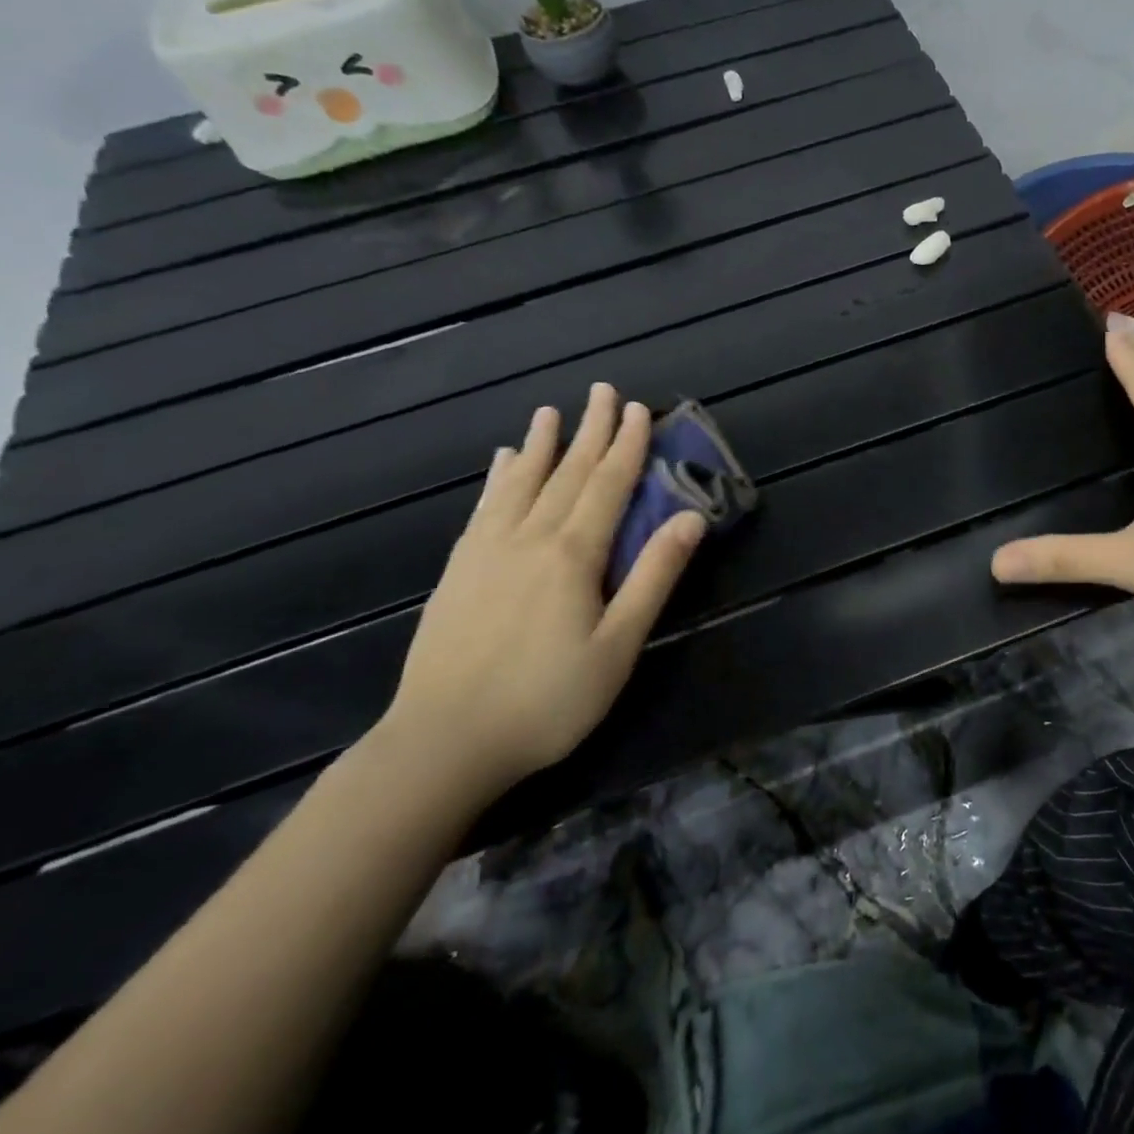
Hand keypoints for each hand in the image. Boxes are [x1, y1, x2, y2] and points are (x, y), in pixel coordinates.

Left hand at [379, 385, 705, 795]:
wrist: (443, 742)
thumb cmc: (547, 700)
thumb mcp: (619, 645)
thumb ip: (654, 577)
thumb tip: (690, 519)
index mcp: (573, 554)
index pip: (609, 484)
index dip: (628, 445)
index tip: (639, 409)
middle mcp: (530, 538)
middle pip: (568, 472)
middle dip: (590, 430)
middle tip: (603, 391)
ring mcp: (487, 551)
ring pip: (521, 482)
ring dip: (542, 444)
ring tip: (551, 411)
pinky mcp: (459, 570)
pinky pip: (484, 507)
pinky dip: (499, 478)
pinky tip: (503, 463)